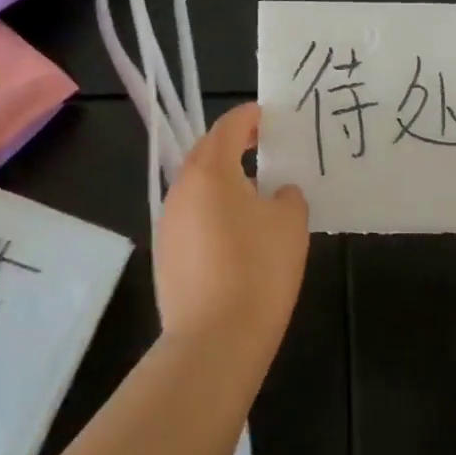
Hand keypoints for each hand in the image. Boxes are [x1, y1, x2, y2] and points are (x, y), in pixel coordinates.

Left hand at [155, 102, 309, 344]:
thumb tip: (278, 193)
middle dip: (232, 145)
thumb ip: (288, 197)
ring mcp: (168, 223)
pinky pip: (191, 217)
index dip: (249, 117)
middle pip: (205, 154)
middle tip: (261, 146)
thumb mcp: (290, 224)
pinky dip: (212, 211)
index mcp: (210, 172)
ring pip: (196, 187)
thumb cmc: (259, 269)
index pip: (228, 128)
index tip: (266, 115)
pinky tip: (235, 232)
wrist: (215, 339)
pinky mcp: (166, 254)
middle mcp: (181, 190)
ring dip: (221, 180)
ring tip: (252, 190)